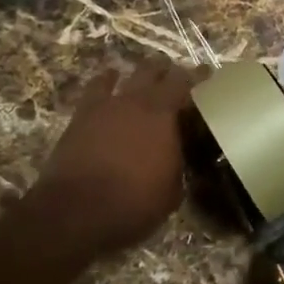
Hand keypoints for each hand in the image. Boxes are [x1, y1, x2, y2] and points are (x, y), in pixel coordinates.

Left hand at [34, 59, 200, 257]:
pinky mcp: (83, 113)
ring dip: (142, 73)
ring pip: (131, 74)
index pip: (188, 84)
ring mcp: (109, 104)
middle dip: (169, 71)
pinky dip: (107, 79)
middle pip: (158, 71)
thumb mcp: (171, 193)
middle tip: (177, 78)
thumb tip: (178, 159)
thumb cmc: (133, 204)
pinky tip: (109, 78)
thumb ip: (178, 166)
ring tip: (148, 76)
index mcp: (166, 116)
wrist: (76, 211)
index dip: (199, 76)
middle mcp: (139, 101)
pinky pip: (97, 86)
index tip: (207, 72)